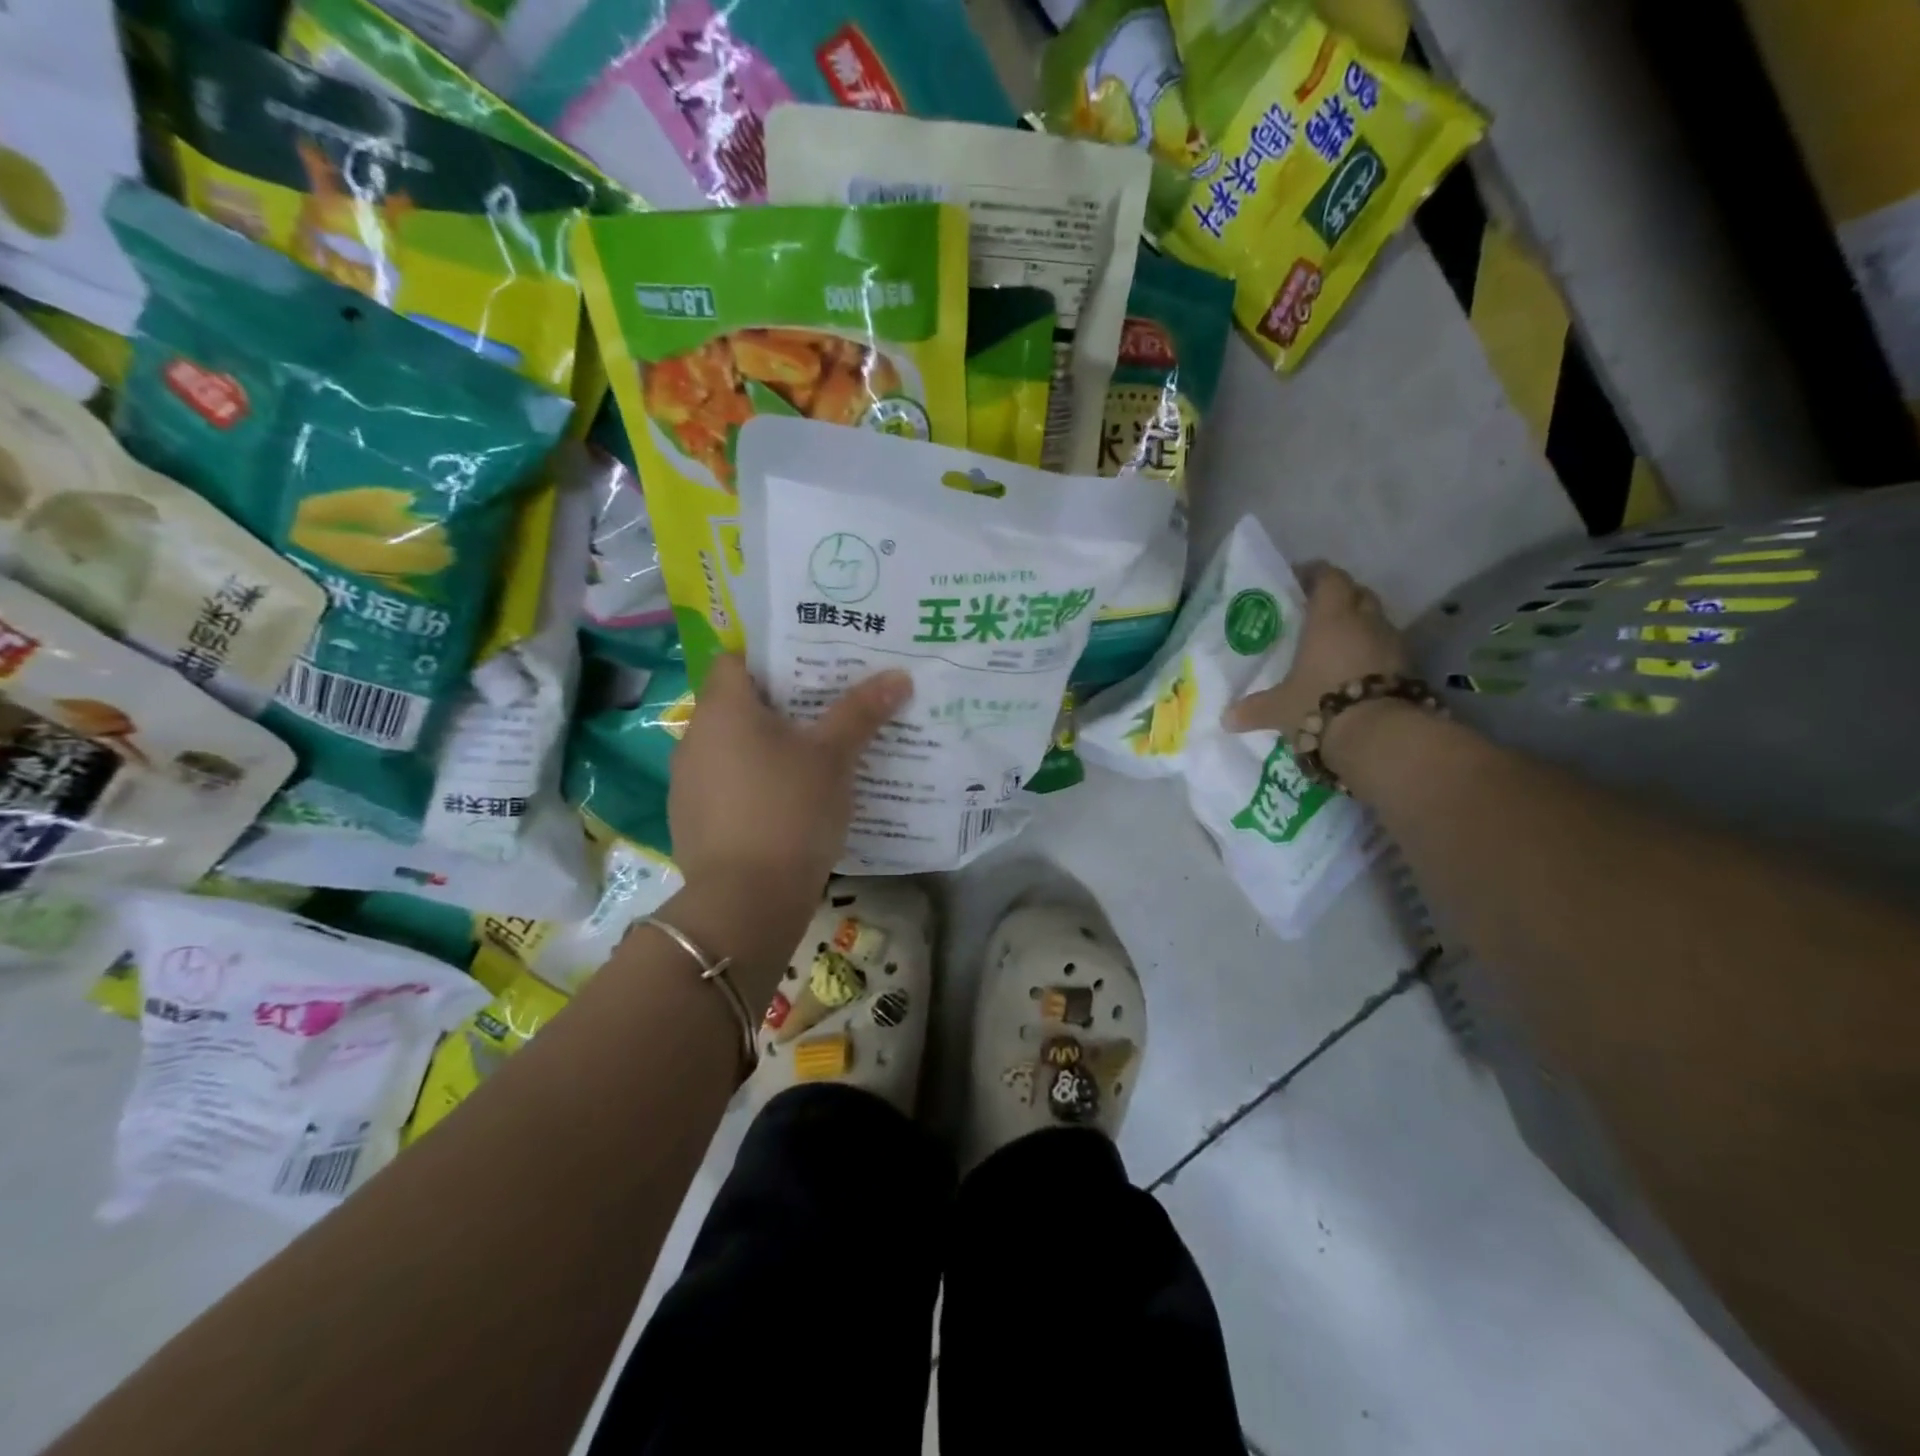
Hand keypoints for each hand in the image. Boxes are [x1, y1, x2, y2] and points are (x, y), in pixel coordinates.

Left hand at [669, 655, 911, 904]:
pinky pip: (725, 786)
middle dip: (779, 707)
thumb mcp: (834, 757)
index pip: (736, 660)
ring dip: (764, 749)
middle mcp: (694, 737)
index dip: (772, 659)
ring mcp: (687, 782)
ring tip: (811, 759)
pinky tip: (787, 805)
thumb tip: (898, 676)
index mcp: (723, 709)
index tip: (811, 670)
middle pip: (736, 705)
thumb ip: (861, 712)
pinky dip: (752, 785)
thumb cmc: (790, 810)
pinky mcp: (690, 821)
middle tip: (826, 712)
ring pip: (731, 749)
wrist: (746, 901)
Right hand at [1225, 564, 1409, 769]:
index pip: (1329, 578)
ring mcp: (1392, 644)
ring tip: (1334, 645)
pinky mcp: (1408, 669)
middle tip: (1317, 612)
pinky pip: (1387, 649)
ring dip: (1359, 627)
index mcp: (1331, 617)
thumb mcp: (1279, 708)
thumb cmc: (1319, 703)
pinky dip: (1372, 653)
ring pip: (1376, 621)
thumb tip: (1227, 719)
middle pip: (1358, 594)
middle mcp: (1365, 622)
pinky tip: (1354, 671)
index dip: (1315, 574)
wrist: (1379, 734)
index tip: (1299, 579)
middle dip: (1340, 598)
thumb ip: (1254, 709)